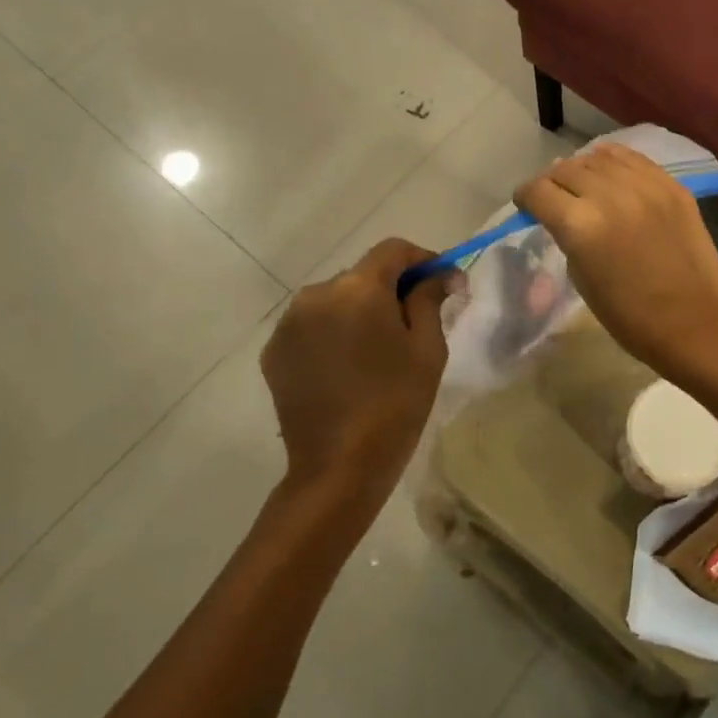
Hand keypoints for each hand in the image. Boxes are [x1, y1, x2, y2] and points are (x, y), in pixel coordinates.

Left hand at [260, 239, 451, 518]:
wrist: (338, 467)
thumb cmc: (396, 403)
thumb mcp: (427, 349)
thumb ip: (430, 299)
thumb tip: (440, 275)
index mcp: (358, 289)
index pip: (393, 250)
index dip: (422, 259)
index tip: (443, 282)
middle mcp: (316, 294)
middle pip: (362, 274)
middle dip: (391, 289)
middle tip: (415, 322)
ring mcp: (289, 324)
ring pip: (335, 300)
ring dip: (359, 311)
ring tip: (378, 349)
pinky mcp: (274, 352)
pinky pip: (312, 326)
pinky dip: (333, 333)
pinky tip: (349, 367)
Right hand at [513, 144, 717, 381]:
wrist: (692, 323)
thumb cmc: (629, 315)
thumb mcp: (580, 277)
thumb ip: (567, 236)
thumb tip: (563, 212)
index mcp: (580, 225)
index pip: (538, 191)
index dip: (526, 197)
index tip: (527, 205)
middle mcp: (609, 195)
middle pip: (565, 169)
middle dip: (552, 182)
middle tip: (555, 197)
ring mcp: (645, 186)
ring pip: (599, 158)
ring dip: (584, 169)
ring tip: (584, 184)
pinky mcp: (672, 186)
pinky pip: (634, 159)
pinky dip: (616, 161)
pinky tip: (612, 171)